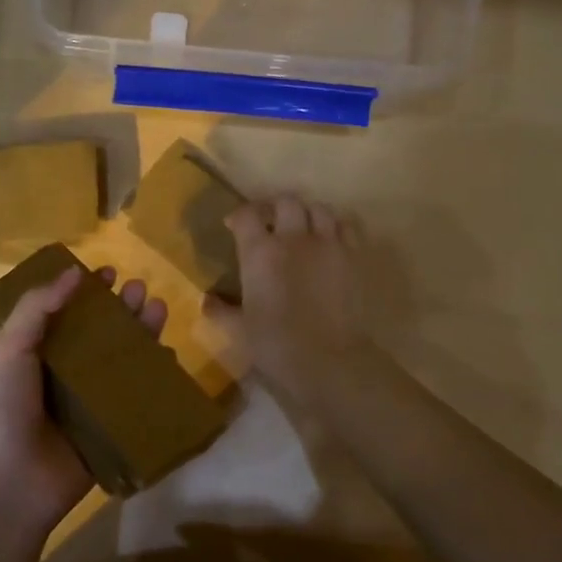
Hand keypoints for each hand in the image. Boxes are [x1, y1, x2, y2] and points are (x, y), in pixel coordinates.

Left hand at [0, 263, 167, 540]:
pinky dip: (153, 376)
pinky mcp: (110, 429)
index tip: (106, 271)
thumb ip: (37, 308)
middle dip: (120, 309)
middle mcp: (62, 375)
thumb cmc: (0, 411)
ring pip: (121, 361)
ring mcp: (88, 403)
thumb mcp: (9, 350)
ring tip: (158, 308)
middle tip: (139, 288)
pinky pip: (136, 398)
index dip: (84, 291)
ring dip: (140, 333)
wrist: (8, 487)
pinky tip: (167, 354)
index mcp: (34, 354)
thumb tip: (73, 272)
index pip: (64, 313)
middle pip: (99, 334)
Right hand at [204, 195, 371, 401]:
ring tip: (302, 228)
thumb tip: (207, 301)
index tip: (234, 226)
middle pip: (286, 202)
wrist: (330, 360)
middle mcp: (294, 238)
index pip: (246, 215)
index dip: (238, 216)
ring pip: (318, 208)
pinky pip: (346, 227)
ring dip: (307, 213)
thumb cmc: (277, 345)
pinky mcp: (354, 256)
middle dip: (275, 208)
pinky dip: (335, 227)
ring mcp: (328, 244)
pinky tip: (330, 241)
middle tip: (270, 223)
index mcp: (260, 252)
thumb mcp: (240, 330)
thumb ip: (221, 311)